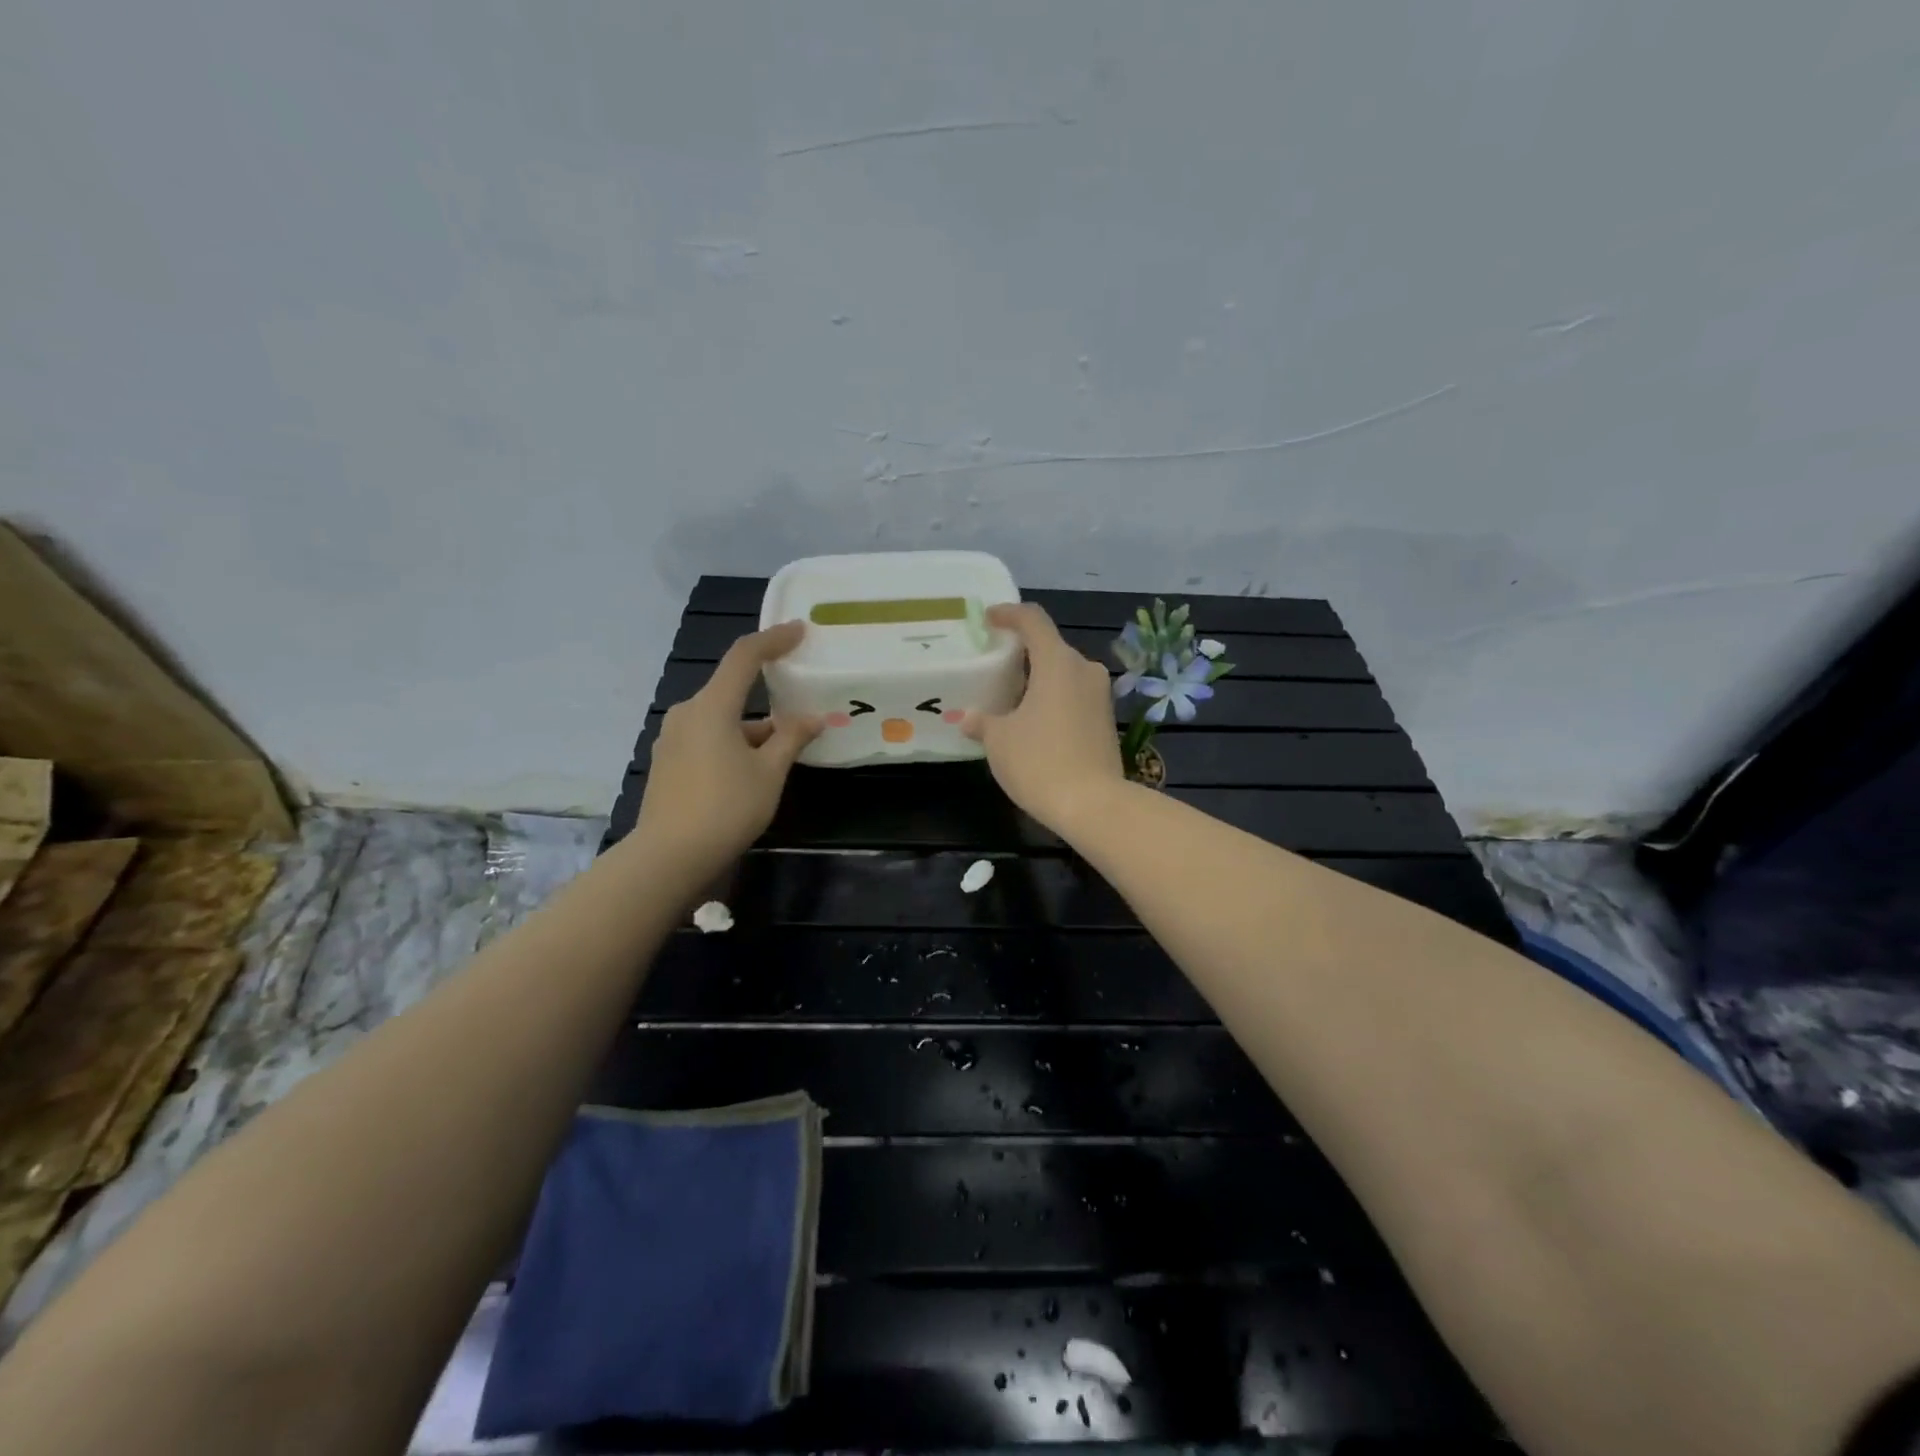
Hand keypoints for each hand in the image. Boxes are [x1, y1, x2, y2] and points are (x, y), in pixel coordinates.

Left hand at [633, 621, 820, 875]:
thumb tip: (812, 717)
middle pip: (732, 691)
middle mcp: (687, 714)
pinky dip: (733, 742)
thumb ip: (791, 738)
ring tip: (784, 751)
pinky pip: (707, 738)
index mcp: (712, 707)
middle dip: (768, 698)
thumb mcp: (769, 773)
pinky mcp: (667, 762)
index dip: (773, 639)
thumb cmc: (726, 808)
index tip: (798, 630)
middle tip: (799, 711)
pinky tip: (752, 769)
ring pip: (721, 719)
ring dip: (752, 728)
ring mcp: (672, 739)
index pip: (744, 657)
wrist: (669, 857)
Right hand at [963, 603, 1125, 834]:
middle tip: (995, 668)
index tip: (989, 618)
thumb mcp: (999, 741)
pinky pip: (1074, 697)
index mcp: (1057, 662)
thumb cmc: (1039, 762)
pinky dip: (1053, 701)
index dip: (1009, 614)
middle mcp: (1084, 670)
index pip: (1033, 621)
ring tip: (1010, 700)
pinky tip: (1033, 724)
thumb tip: (970, 718)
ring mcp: (1100, 696)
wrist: (1093, 805)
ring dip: (1038, 681)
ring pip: (1063, 675)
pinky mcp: (1106, 720)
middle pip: (1050, 649)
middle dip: (1022, 654)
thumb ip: (983, 722)